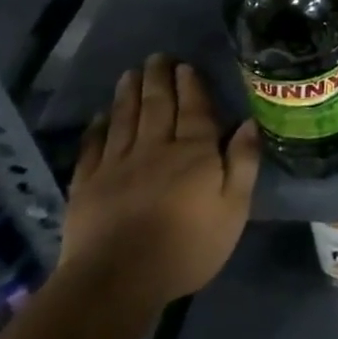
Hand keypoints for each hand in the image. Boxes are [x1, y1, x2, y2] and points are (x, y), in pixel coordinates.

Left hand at [61, 54, 259, 308]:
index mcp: (194, 152)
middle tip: (157, 57)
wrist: (118, 281)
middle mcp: (156, 148)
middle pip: (157, 105)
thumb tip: (249, 122)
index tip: (186, 65)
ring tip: (131, 73)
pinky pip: (93, 148)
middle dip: (159, 79)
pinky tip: (99, 117)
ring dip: (129, 94)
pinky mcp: (87, 185)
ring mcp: (118, 165)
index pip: (195, 109)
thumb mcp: (234, 209)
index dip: (191, 85)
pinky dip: (97, 129)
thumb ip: (243, 163)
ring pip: (125, 119)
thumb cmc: (187, 247)